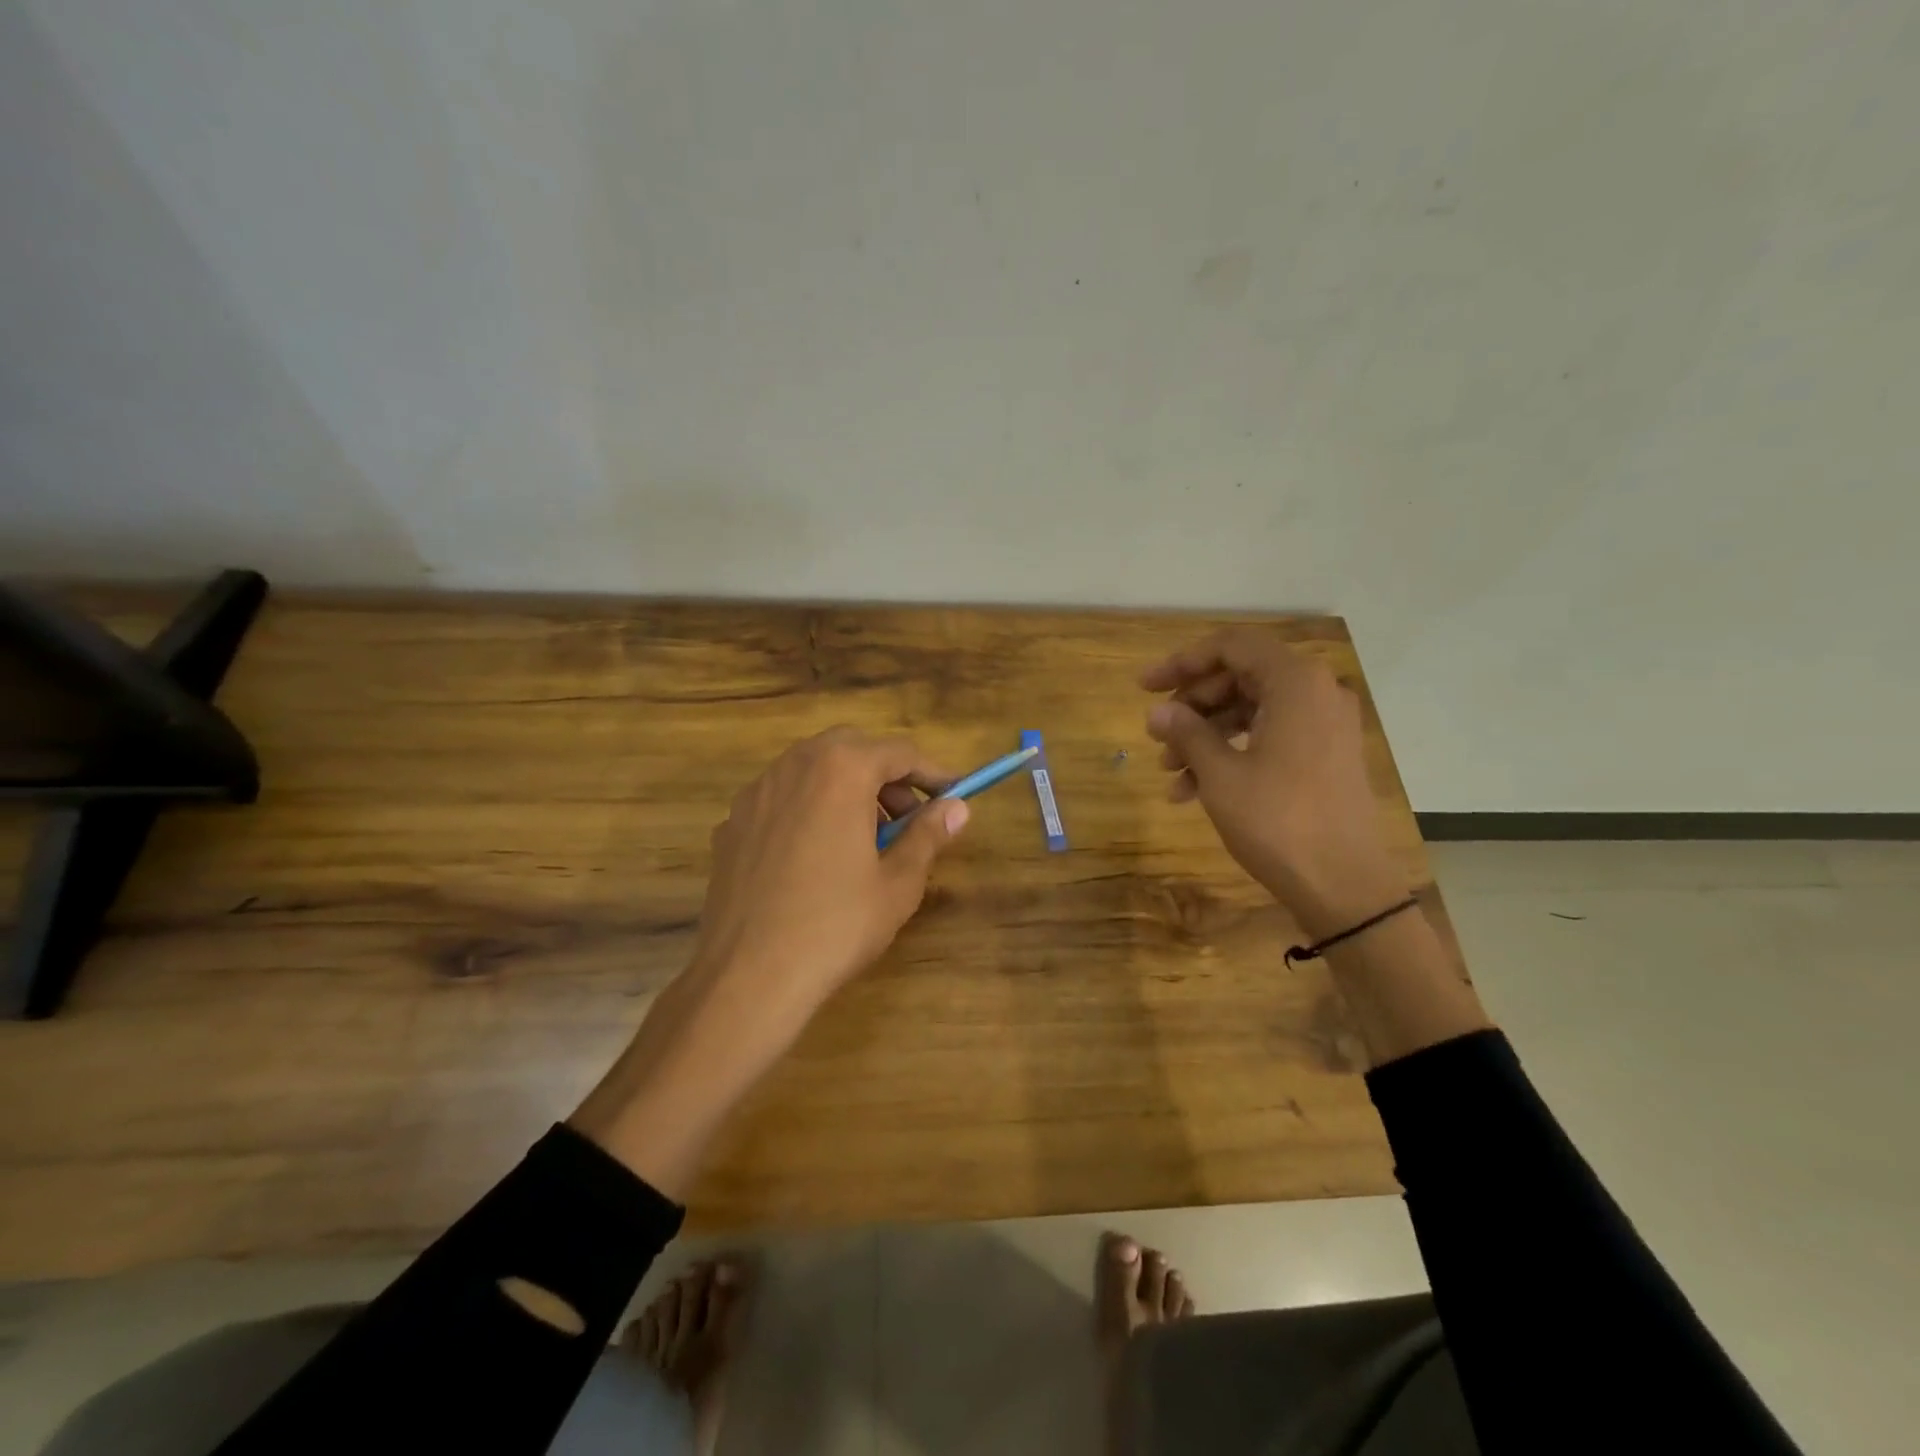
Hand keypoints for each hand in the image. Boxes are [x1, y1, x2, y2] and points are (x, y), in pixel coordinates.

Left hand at [691, 726, 966, 1015]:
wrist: (747, 975)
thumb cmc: (835, 925)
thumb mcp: (897, 882)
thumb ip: (928, 835)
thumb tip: (957, 808)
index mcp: (840, 771)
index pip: (898, 751)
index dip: (931, 772)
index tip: (952, 795)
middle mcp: (793, 766)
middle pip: (851, 749)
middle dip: (886, 775)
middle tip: (908, 817)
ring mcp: (755, 794)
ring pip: (811, 770)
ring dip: (846, 788)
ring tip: (865, 839)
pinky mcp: (731, 825)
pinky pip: (782, 800)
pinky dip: (809, 809)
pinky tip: (817, 856)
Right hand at [1141, 628, 1406, 936]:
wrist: (1345, 886)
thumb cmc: (1279, 821)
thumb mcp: (1221, 774)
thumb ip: (1187, 732)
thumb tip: (1157, 712)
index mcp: (1295, 683)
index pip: (1232, 646)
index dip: (1183, 662)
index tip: (1145, 687)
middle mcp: (1316, 693)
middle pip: (1240, 677)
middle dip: (1192, 705)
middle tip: (1156, 733)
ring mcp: (1324, 726)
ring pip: (1251, 711)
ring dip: (1206, 734)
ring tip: (1168, 769)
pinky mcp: (1324, 756)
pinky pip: (1269, 738)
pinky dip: (1231, 753)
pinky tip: (1191, 791)